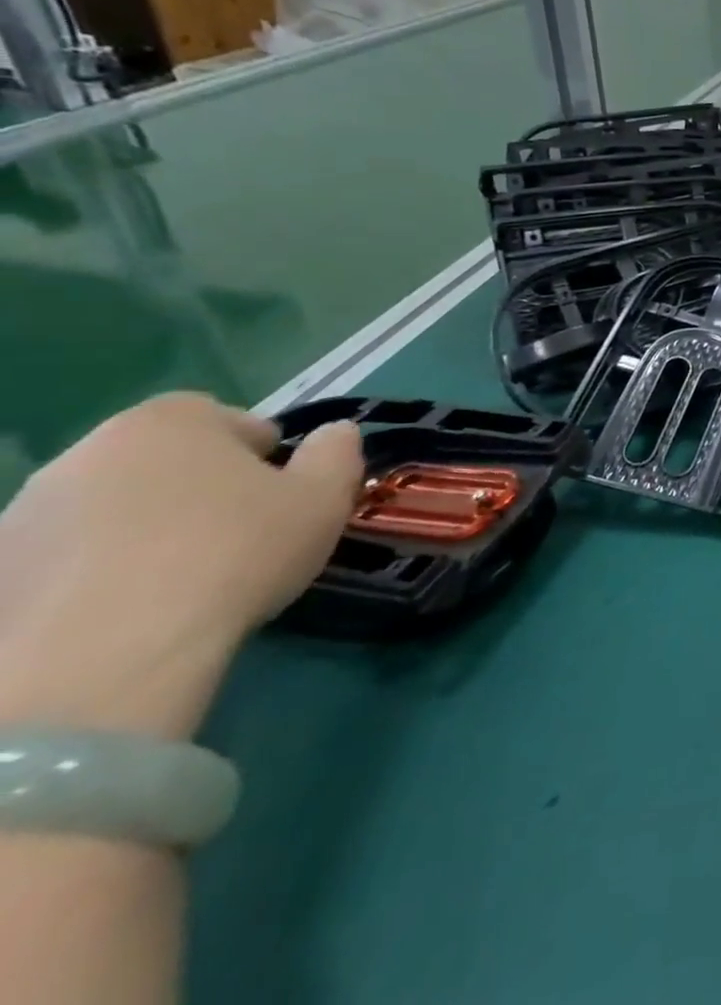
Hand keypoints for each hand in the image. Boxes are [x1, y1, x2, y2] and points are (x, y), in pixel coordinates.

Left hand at [0, 393, 362, 738]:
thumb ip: (337, 453)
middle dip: (196, 488)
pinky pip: (65, 560)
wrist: (108, 656)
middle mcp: (85, 452)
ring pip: (109, 509)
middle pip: (161, 460)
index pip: (224, 416)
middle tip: (236, 535)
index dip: (259, 451)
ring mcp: (24, 516)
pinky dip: (95, 574)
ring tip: (180, 581)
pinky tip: (128, 611)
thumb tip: (334, 434)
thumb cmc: (236, 552)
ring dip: (143, 530)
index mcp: (168, 422)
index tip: (279, 492)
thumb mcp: (325, 497)